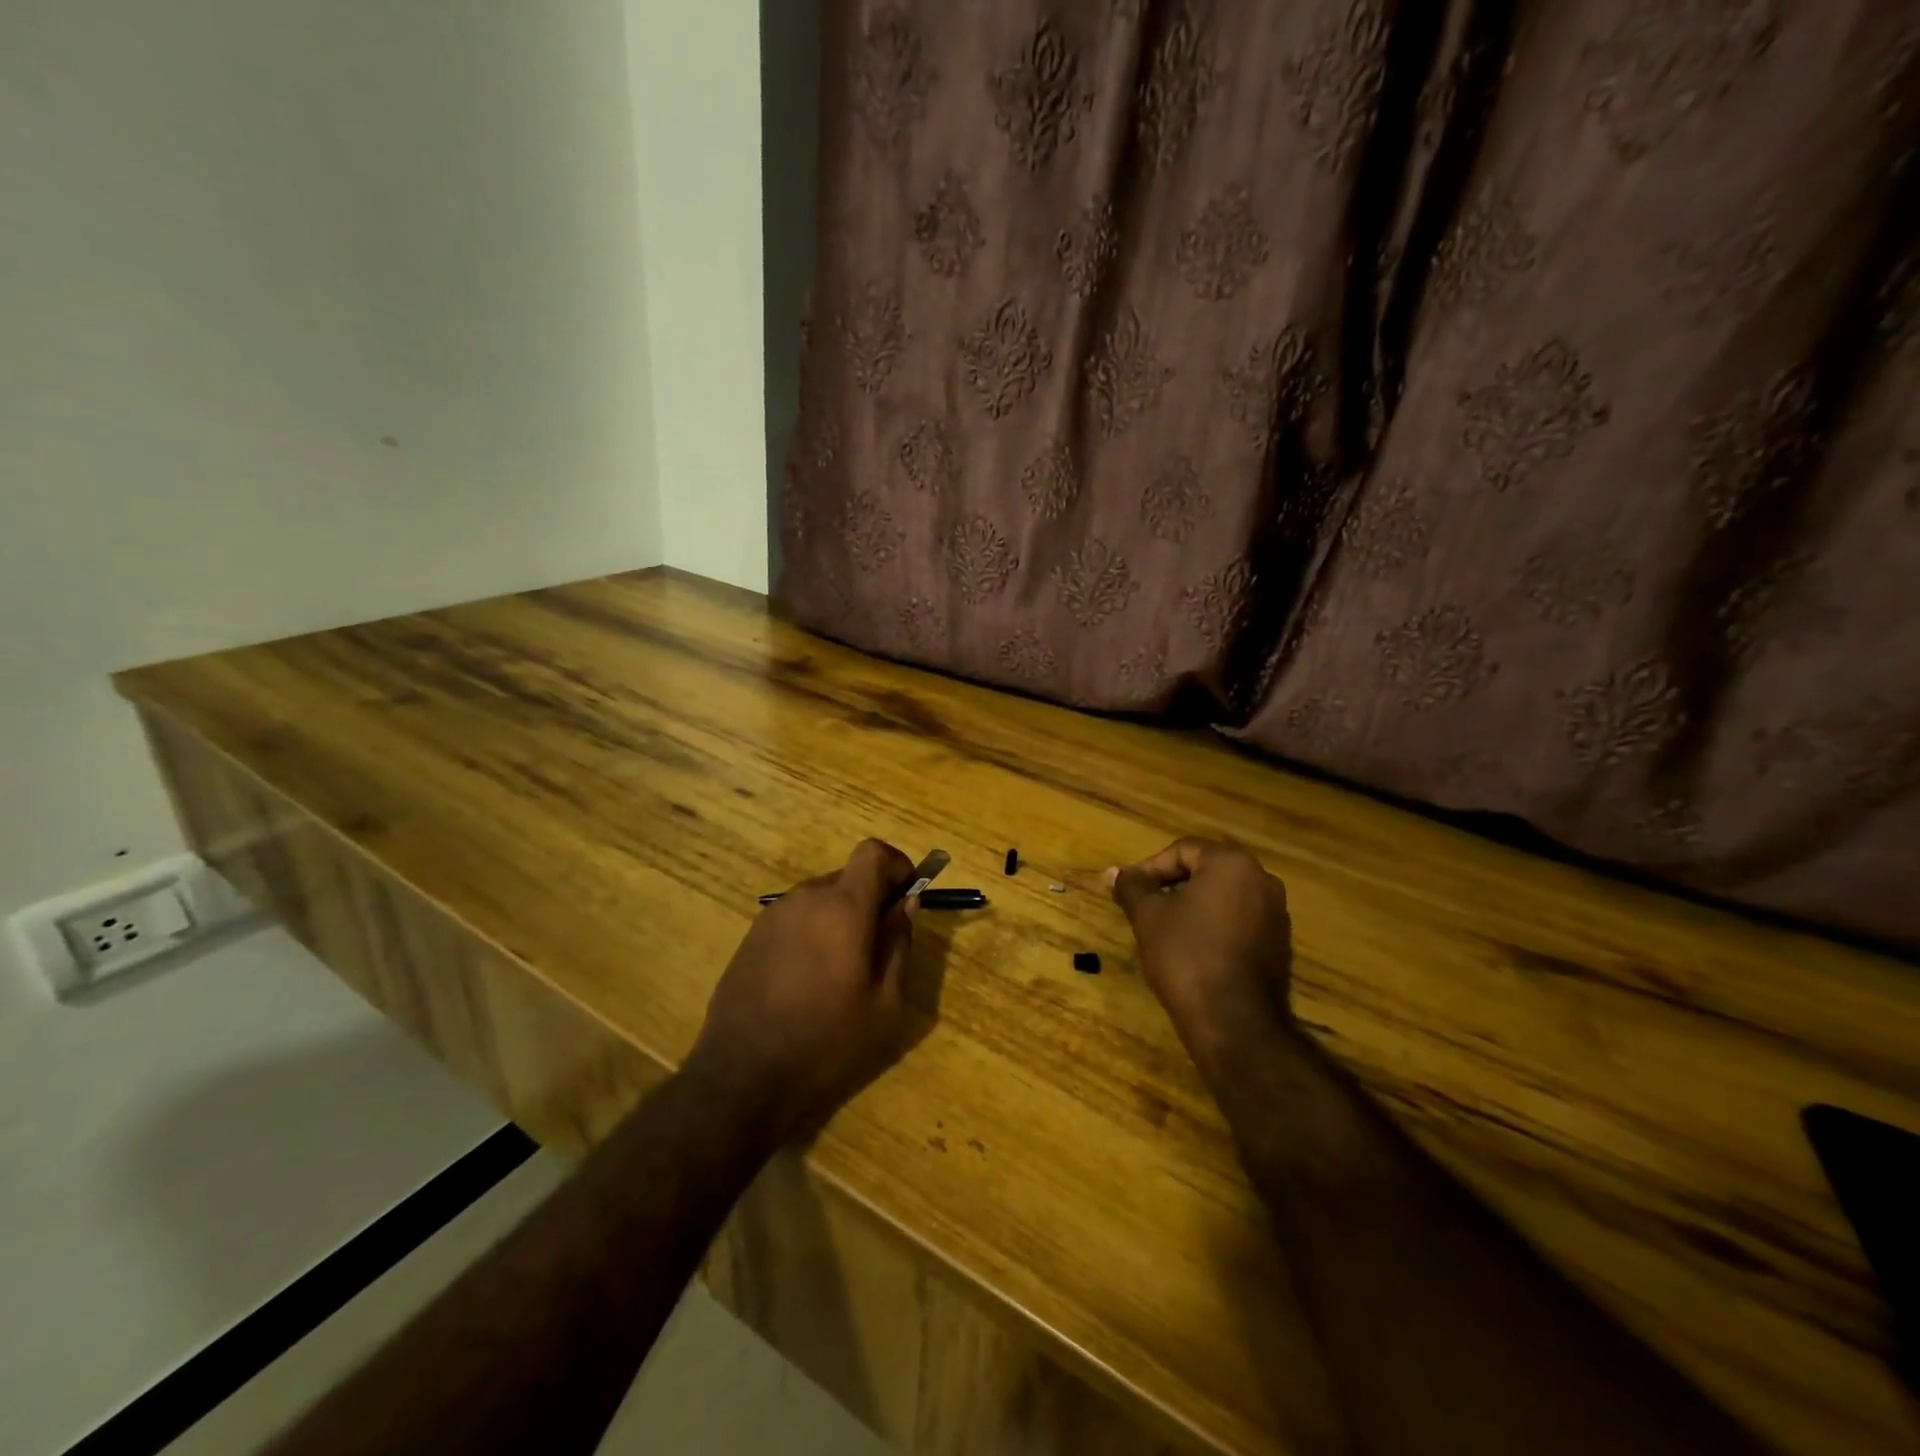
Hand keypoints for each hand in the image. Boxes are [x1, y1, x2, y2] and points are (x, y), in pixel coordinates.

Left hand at [686, 839, 917, 1142]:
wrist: (742, 1079)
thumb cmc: (827, 1043)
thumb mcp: (886, 1003)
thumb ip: (899, 943)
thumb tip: (906, 904)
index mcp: (842, 907)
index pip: (873, 852)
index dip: (896, 864)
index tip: (907, 894)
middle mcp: (805, 898)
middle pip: (848, 877)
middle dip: (870, 899)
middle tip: (879, 947)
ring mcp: (772, 916)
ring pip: (820, 899)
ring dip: (840, 918)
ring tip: (842, 972)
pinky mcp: (751, 937)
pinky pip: (795, 919)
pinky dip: (812, 933)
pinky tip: (807, 982)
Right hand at [1106, 838, 1295, 1076]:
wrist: (1235, 1023)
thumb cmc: (1187, 956)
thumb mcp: (1149, 917)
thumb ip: (1132, 887)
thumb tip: (1112, 872)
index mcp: (1232, 864)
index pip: (1183, 849)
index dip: (1150, 868)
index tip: (1129, 892)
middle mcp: (1262, 880)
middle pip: (1206, 869)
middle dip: (1171, 885)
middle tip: (1144, 907)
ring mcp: (1276, 913)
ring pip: (1223, 895)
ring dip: (1192, 905)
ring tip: (1163, 928)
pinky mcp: (1279, 943)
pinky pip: (1239, 919)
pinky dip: (1213, 925)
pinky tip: (1192, 949)